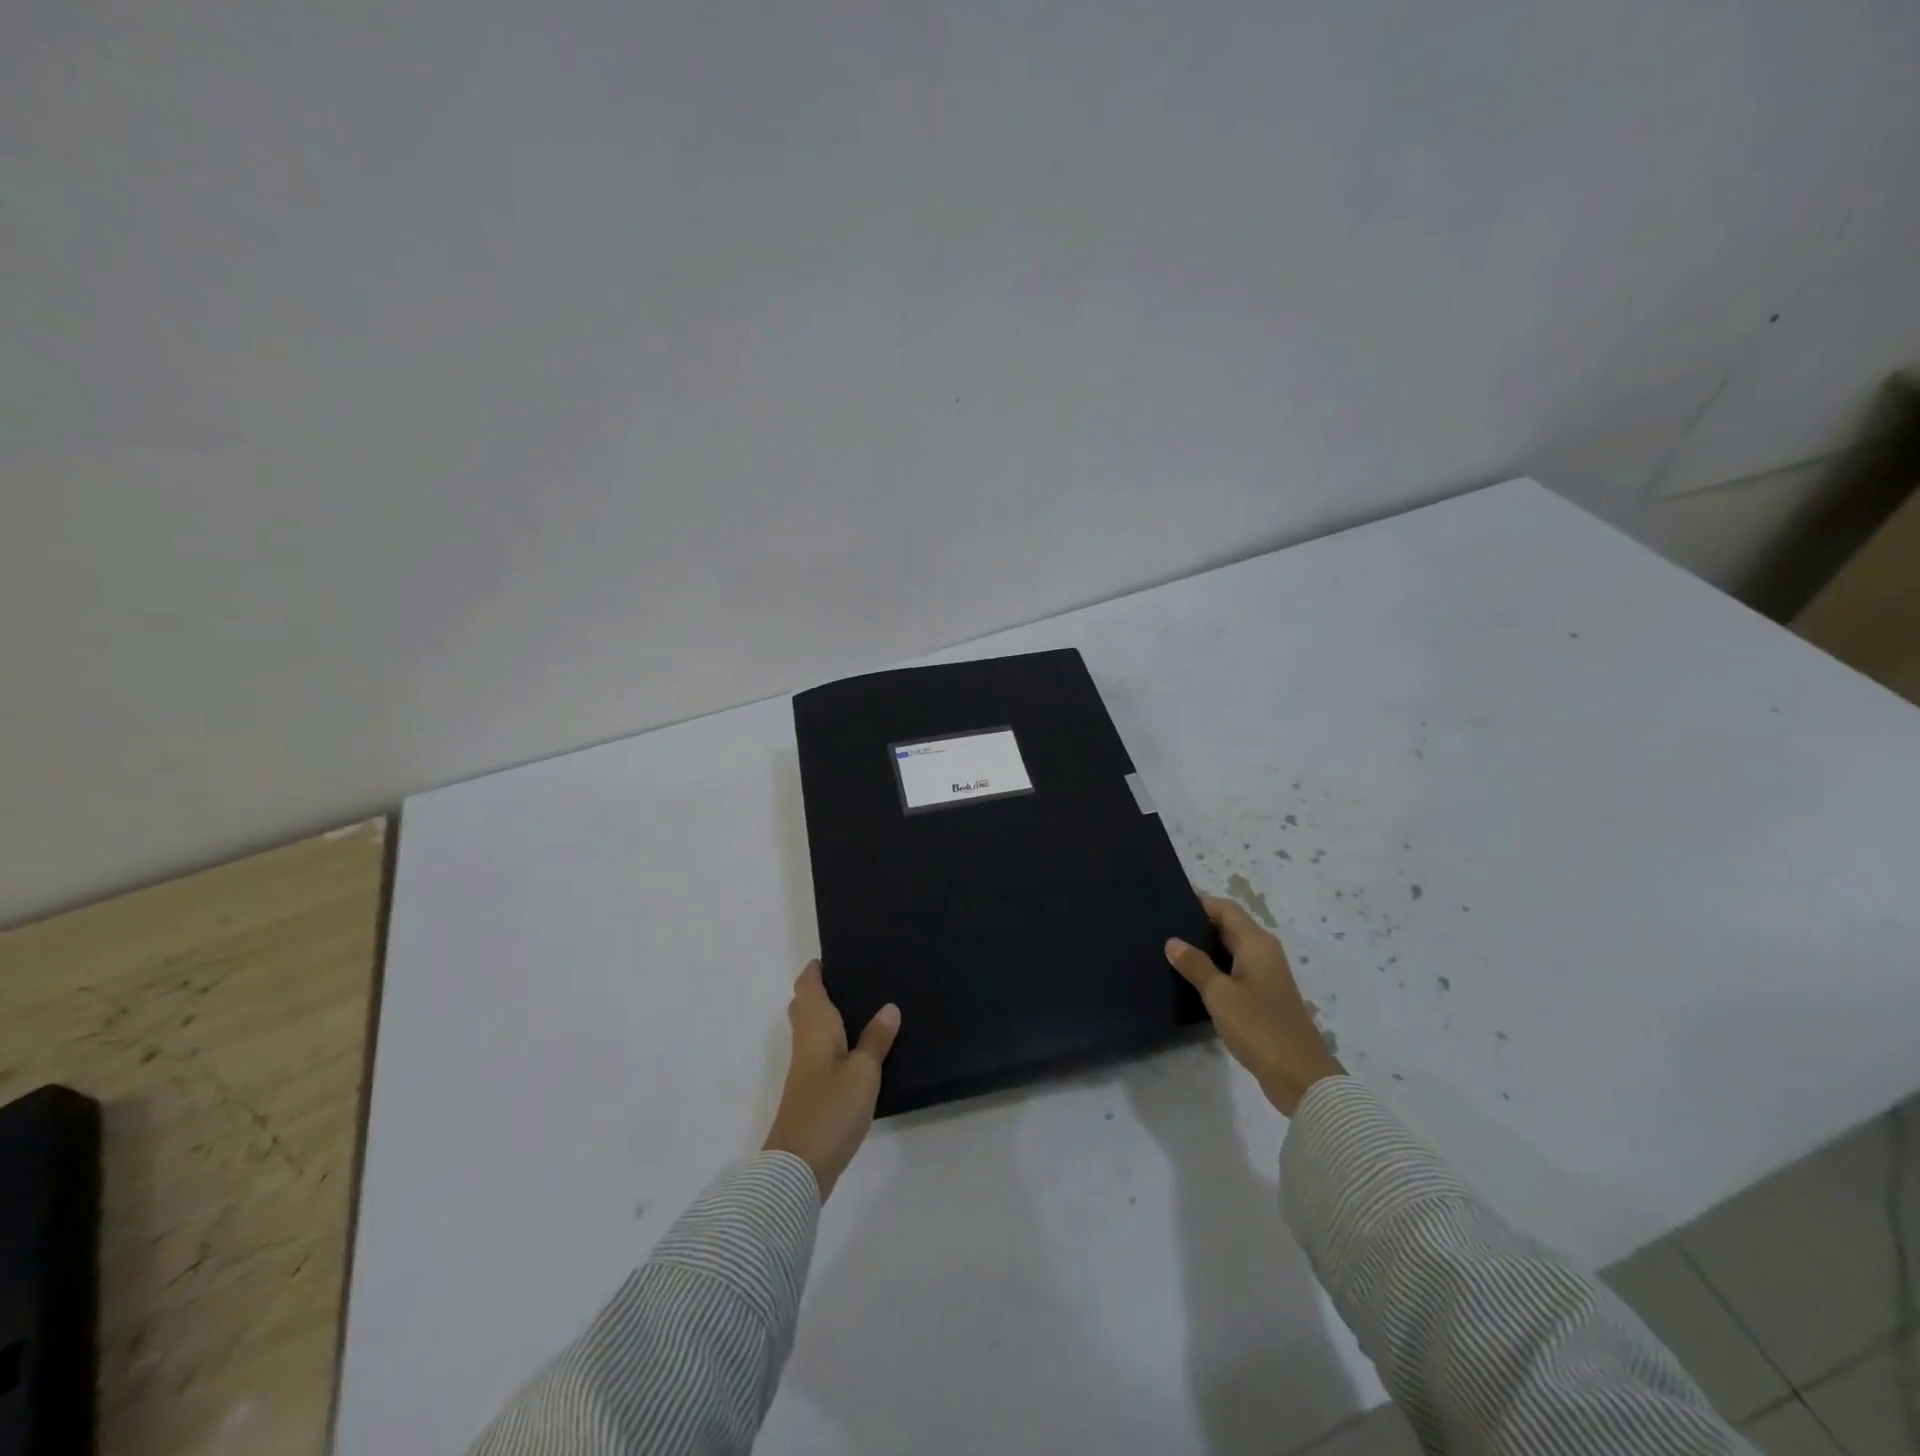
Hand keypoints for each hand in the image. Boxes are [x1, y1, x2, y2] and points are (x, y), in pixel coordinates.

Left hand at [763, 961, 900, 1199]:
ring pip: (811, 1031)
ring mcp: (804, 1070)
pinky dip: (832, 1042)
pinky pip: (819, 1052)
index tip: (830, 956)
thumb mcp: (863, 1072)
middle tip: (848, 979)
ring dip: (826, 1017)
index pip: (807, 988)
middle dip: (818, 991)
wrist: (798, 1167)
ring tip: (859, 1008)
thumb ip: (876, 1039)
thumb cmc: (831, 1109)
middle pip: (804, 1007)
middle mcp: (805, 1043)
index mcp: (815, 1029)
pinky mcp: (810, 1092)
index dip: (814, 971)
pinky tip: (855, 1049)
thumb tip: (889, 1007)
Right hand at [1166, 895, 1345, 1116]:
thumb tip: (1173, 941)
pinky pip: (1235, 969)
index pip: (1225, 908)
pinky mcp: (1264, 996)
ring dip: (1205, 947)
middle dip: (1199, 923)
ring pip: (1231, 949)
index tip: (1168, 901)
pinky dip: (1215, 966)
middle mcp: (1264, 952)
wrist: (1300, 1076)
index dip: (1199, 902)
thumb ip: (1195, 965)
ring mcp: (1266, 975)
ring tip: (1170, 949)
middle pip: (1230, 926)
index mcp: (1256, 943)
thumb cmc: (1259, 1027)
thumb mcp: (1220, 995)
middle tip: (1162, 925)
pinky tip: (1192, 977)